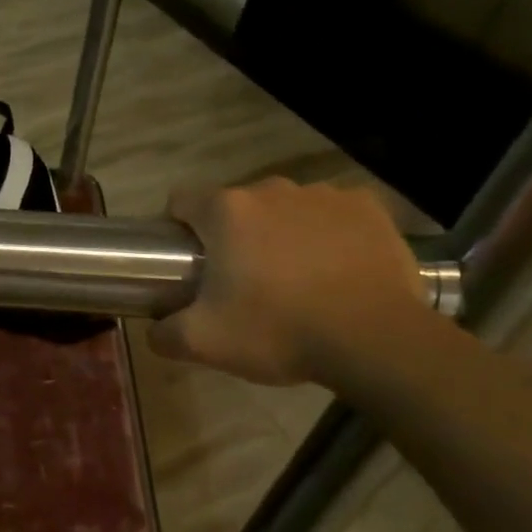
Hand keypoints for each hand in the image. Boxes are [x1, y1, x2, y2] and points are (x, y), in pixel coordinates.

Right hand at [148, 178, 425, 385]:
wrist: (376, 341)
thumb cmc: (278, 331)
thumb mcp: (204, 342)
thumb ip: (164, 333)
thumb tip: (154, 329)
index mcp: (226, 211)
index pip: (182, 201)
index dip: (178, 229)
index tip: (189, 263)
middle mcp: (271, 189)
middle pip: (236, 206)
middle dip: (233, 235)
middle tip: (242, 281)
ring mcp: (323, 195)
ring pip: (284, 208)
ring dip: (280, 232)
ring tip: (295, 278)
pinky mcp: (367, 208)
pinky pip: (333, 214)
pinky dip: (328, 233)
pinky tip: (336, 268)